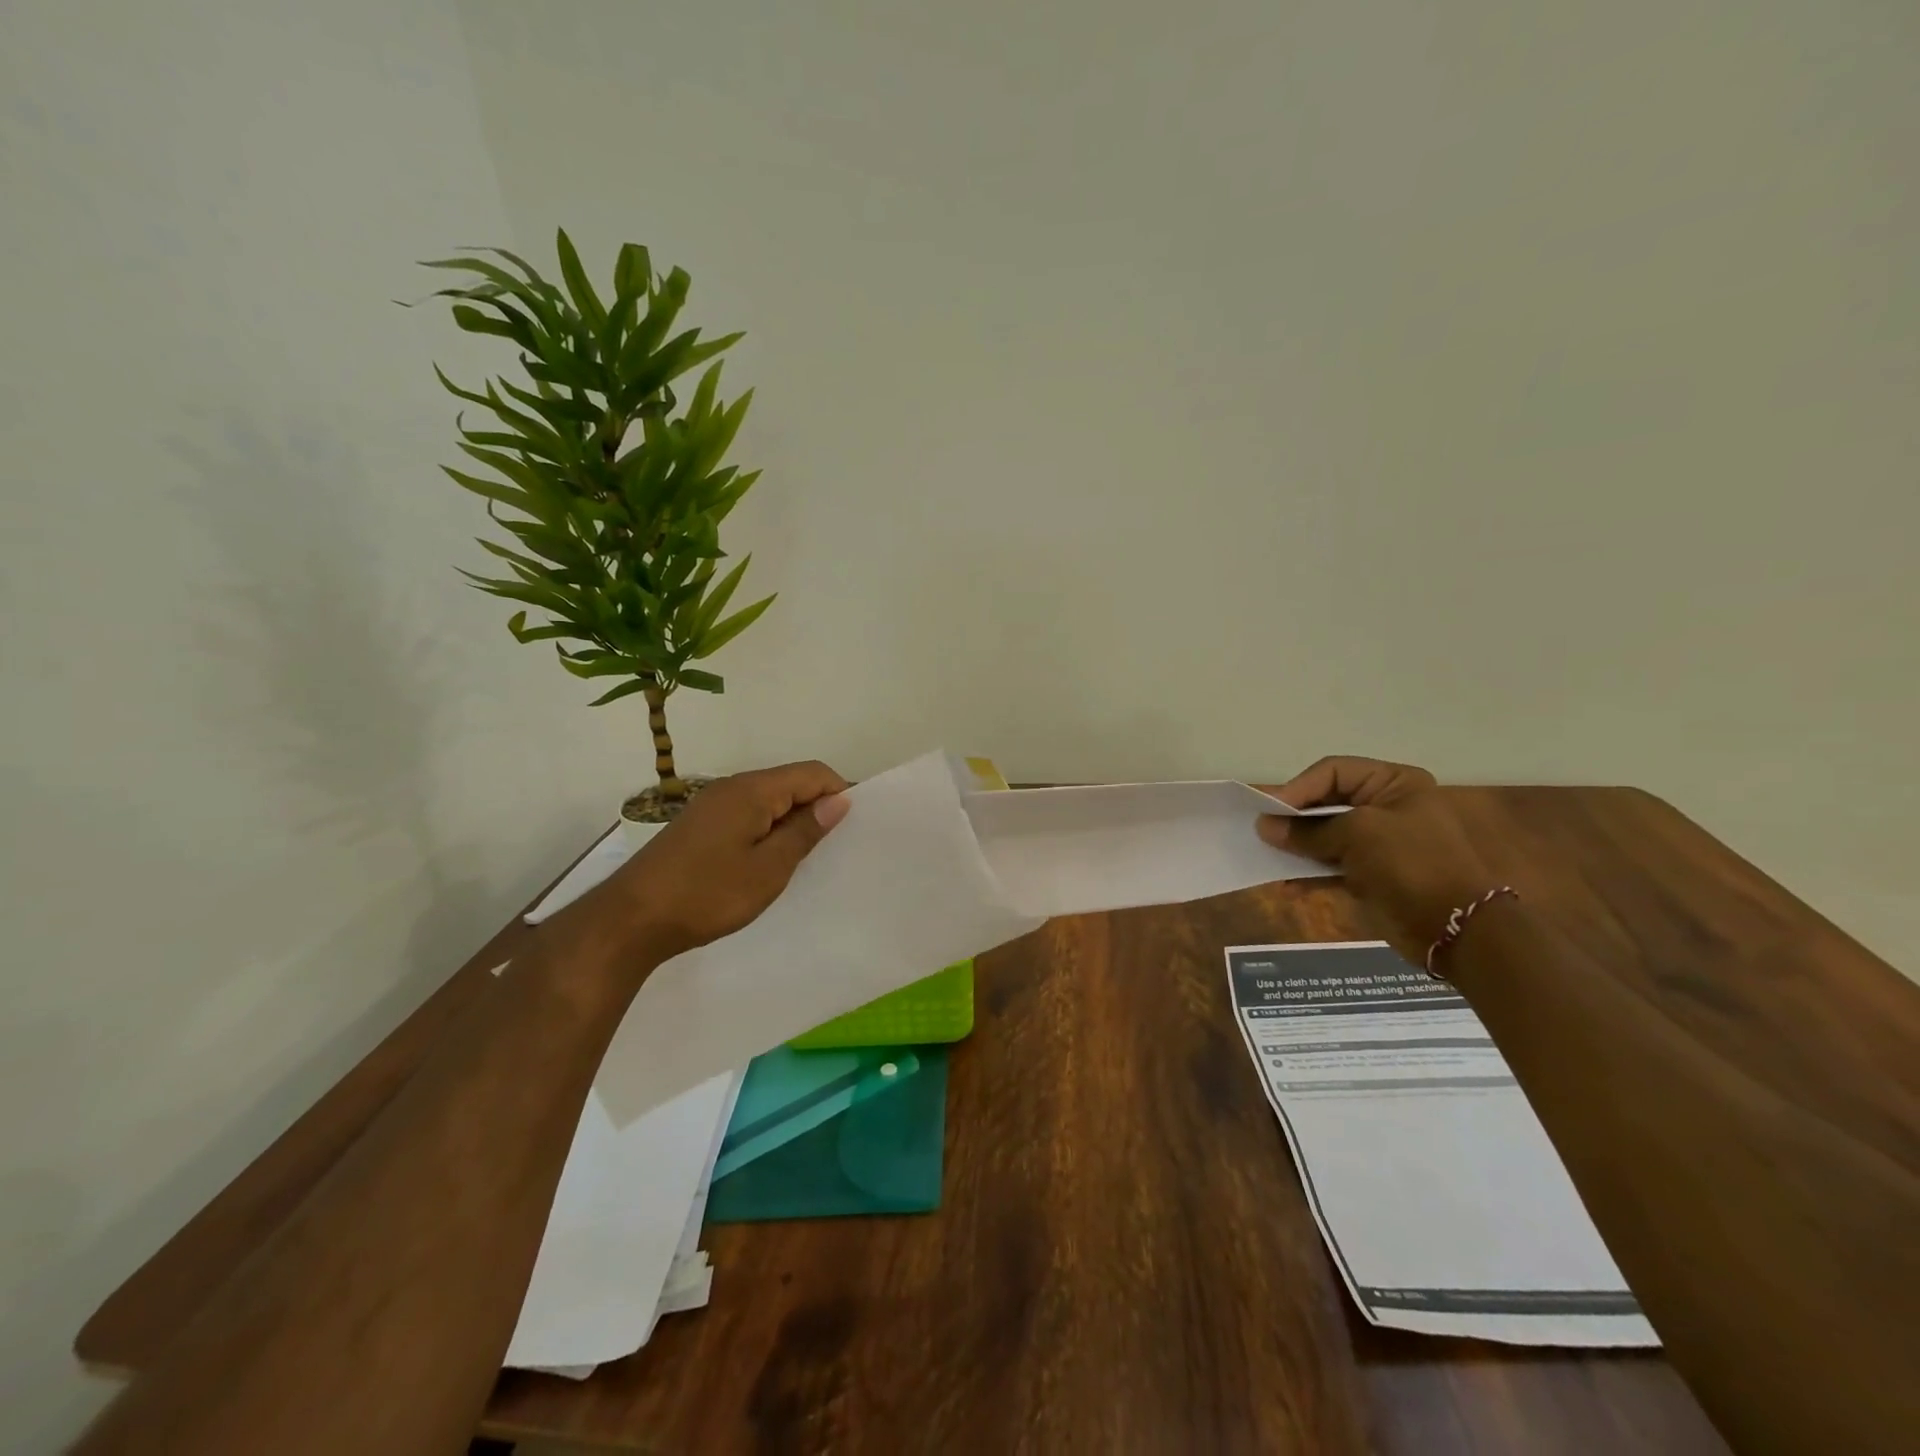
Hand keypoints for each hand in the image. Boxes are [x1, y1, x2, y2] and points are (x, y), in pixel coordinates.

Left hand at [597, 760, 850, 961]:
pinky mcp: (701, 825)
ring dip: (792, 821)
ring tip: (808, 857)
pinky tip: (771, 860)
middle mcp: (733, 787)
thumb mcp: (768, 868)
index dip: (840, 792)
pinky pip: (749, 814)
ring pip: (769, 800)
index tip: (857, 825)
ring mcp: (713, 805)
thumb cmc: (707, 894)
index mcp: (753, 790)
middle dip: (818, 807)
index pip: (813, 773)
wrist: (631, 919)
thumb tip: (839, 800)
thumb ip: (804, 831)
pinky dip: (769, 830)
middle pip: (791, 782)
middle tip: (837, 846)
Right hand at [1257, 756, 1502, 964]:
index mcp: (1393, 783)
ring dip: (1296, 847)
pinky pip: (1330, 865)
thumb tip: (1264, 827)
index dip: (1299, 787)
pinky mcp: (1370, 873)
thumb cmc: (1411, 864)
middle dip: (1294, 818)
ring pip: (1324, 835)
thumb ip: (1307, 831)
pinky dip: (1308, 872)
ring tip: (1268, 857)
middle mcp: (1385, 806)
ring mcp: (1378, 842)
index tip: (1270, 809)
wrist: (1457, 930)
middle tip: (1262, 831)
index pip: (1333, 771)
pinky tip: (1287, 885)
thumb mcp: (1358, 835)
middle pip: (1325, 802)